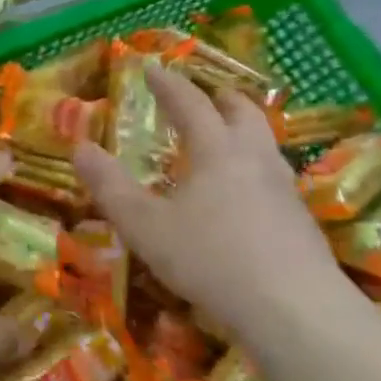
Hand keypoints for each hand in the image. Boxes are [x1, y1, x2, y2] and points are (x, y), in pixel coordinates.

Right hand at [73, 68, 347, 335]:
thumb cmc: (211, 259)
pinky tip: (245, 195)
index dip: (169, 85)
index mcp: (217, 151)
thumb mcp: (145, 225)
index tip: (153, 68)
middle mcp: (255, 160)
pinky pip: (274, 178)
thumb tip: (79, 147)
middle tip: (208, 94)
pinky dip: (254, 168)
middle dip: (222, 100)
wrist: (296, 312)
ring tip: (227, 140)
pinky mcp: (300, 223)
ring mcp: (285, 191)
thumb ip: (110, 186)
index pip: (192, 104)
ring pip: (266, 145)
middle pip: (244, 115)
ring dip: (244, 131)